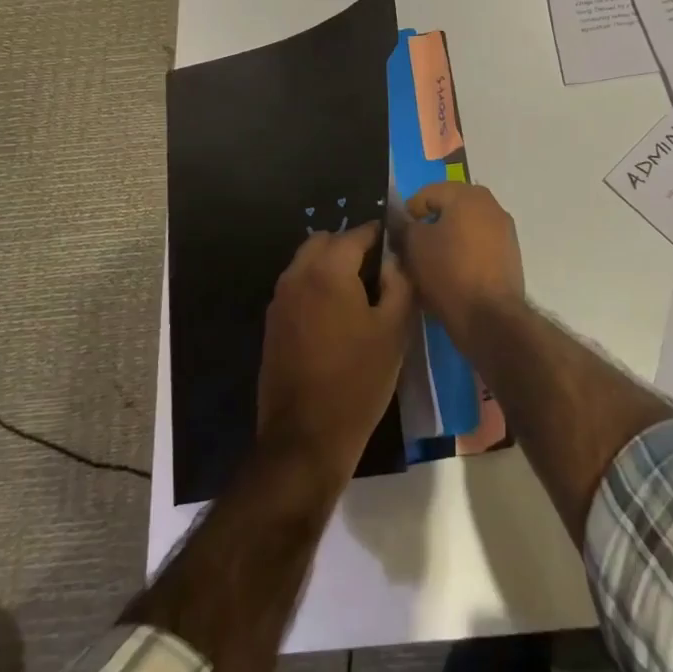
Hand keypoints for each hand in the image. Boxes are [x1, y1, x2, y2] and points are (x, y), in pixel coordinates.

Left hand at [258, 222, 413, 481]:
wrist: (306, 437)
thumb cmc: (358, 380)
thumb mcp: (394, 329)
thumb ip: (399, 283)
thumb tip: (394, 259)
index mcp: (328, 270)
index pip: (357, 233)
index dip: (381, 235)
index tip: (399, 247)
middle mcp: (297, 276)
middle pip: (325, 241)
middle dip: (351, 246)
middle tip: (379, 272)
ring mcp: (279, 300)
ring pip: (307, 263)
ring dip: (331, 266)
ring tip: (361, 295)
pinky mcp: (273, 324)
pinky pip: (297, 288)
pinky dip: (317, 287)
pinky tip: (338, 318)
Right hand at [398, 183, 526, 333]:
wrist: (489, 316)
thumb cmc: (448, 271)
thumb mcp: (414, 245)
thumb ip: (404, 226)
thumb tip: (402, 221)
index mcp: (468, 195)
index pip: (427, 194)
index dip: (408, 213)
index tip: (397, 236)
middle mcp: (491, 206)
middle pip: (449, 210)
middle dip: (428, 227)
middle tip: (411, 249)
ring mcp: (504, 231)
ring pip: (464, 230)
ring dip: (446, 242)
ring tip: (429, 265)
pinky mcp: (510, 256)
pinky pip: (478, 248)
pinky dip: (463, 256)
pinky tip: (450, 276)